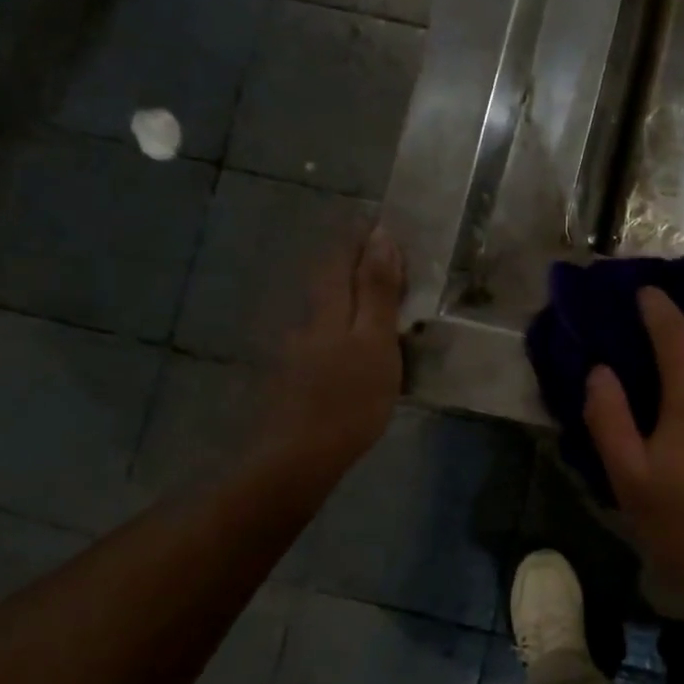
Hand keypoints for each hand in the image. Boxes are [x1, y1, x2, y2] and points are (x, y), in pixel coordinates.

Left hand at [255, 227, 404, 476]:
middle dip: (354, 264)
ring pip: (325, 309)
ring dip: (349, 298)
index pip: (341, 255)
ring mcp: (295, 348)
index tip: (385, 226)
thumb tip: (381, 237)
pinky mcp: (293, 375)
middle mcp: (306, 318)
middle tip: (390, 265)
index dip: (361, 237)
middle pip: (329, 279)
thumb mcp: (374, 342)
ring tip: (380, 307)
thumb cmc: (347, 398)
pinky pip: (323, 337)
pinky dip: (342, 330)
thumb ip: (376, 291)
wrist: (296, 457)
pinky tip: (355, 350)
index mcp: (327, 306)